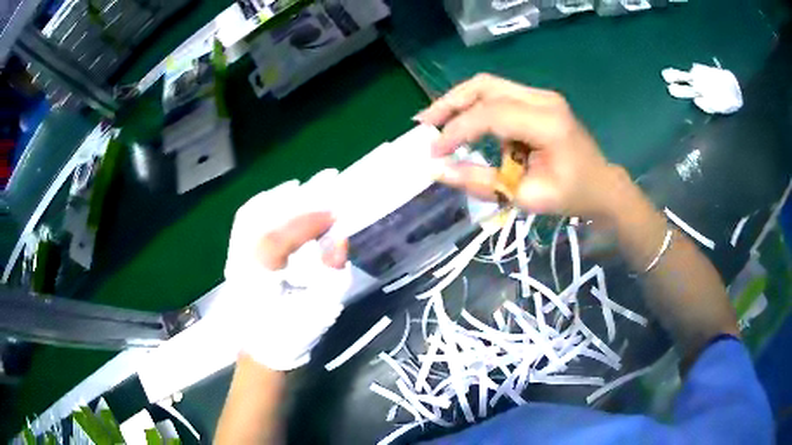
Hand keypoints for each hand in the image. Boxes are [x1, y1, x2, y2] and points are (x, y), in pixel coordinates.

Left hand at [221, 171, 350, 370]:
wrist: (263, 349)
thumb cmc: (294, 334)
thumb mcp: (322, 310)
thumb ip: (333, 272)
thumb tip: (339, 237)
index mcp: (258, 280)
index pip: (278, 238)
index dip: (308, 220)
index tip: (336, 211)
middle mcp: (239, 263)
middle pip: (261, 217)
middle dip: (297, 198)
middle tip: (327, 182)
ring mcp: (234, 257)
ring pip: (250, 214)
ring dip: (279, 197)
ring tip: (306, 187)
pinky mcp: (236, 256)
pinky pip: (245, 221)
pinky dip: (264, 205)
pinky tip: (281, 199)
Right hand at [416, 73, 628, 219]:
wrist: (602, 185)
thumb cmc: (571, 196)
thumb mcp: (526, 197)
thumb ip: (481, 182)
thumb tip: (437, 171)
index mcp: (547, 123)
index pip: (490, 115)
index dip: (456, 131)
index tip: (433, 152)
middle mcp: (543, 99)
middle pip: (485, 86)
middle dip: (449, 103)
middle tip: (423, 124)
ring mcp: (542, 95)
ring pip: (488, 85)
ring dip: (458, 100)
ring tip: (434, 121)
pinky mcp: (538, 99)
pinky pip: (498, 94)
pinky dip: (475, 106)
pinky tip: (462, 122)